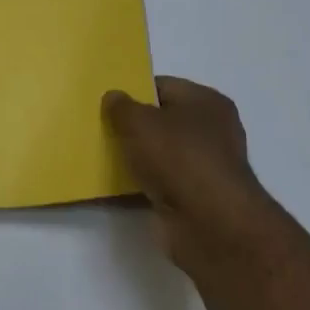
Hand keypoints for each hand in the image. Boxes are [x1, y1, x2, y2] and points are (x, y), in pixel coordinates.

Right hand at [104, 77, 274, 274]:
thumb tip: (114, 97)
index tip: (105, 102)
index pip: (164, 87)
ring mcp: (203, 167)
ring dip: (134, 158)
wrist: (208, 223)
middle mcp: (211, 131)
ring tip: (98, 158)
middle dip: (131, 127)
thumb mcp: (139, 122)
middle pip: (162, 122)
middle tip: (99, 129)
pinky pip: (159, 184)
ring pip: (159, 155)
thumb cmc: (177, 158)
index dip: (134, 91)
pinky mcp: (194, 198)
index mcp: (206, 102)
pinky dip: (138, 186)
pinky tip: (111, 190)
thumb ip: (122, 107)